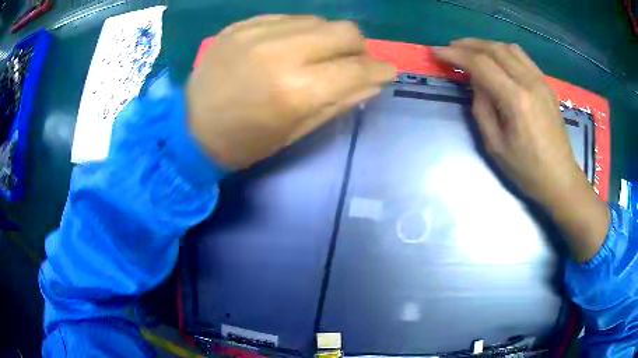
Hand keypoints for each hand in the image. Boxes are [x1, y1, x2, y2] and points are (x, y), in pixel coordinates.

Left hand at [187, 15, 395, 168]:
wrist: (189, 130)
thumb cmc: (245, 142)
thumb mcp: (296, 132)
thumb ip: (340, 102)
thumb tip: (374, 82)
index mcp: (296, 90)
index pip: (357, 68)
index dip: (380, 69)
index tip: (387, 72)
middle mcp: (280, 52)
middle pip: (344, 31)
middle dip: (358, 48)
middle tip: (352, 63)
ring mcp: (256, 33)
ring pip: (318, 20)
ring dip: (328, 38)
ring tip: (317, 56)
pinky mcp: (240, 26)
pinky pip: (287, 18)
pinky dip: (299, 31)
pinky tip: (289, 47)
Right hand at [433, 39, 608, 262]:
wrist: (560, 178)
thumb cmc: (527, 170)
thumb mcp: (495, 146)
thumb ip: (482, 109)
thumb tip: (476, 83)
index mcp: (516, 100)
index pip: (481, 65)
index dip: (456, 55)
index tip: (437, 52)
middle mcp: (530, 82)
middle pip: (494, 49)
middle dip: (468, 45)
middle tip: (450, 48)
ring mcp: (541, 81)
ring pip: (509, 48)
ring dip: (486, 45)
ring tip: (471, 50)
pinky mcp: (546, 85)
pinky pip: (522, 57)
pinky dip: (503, 51)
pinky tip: (495, 58)